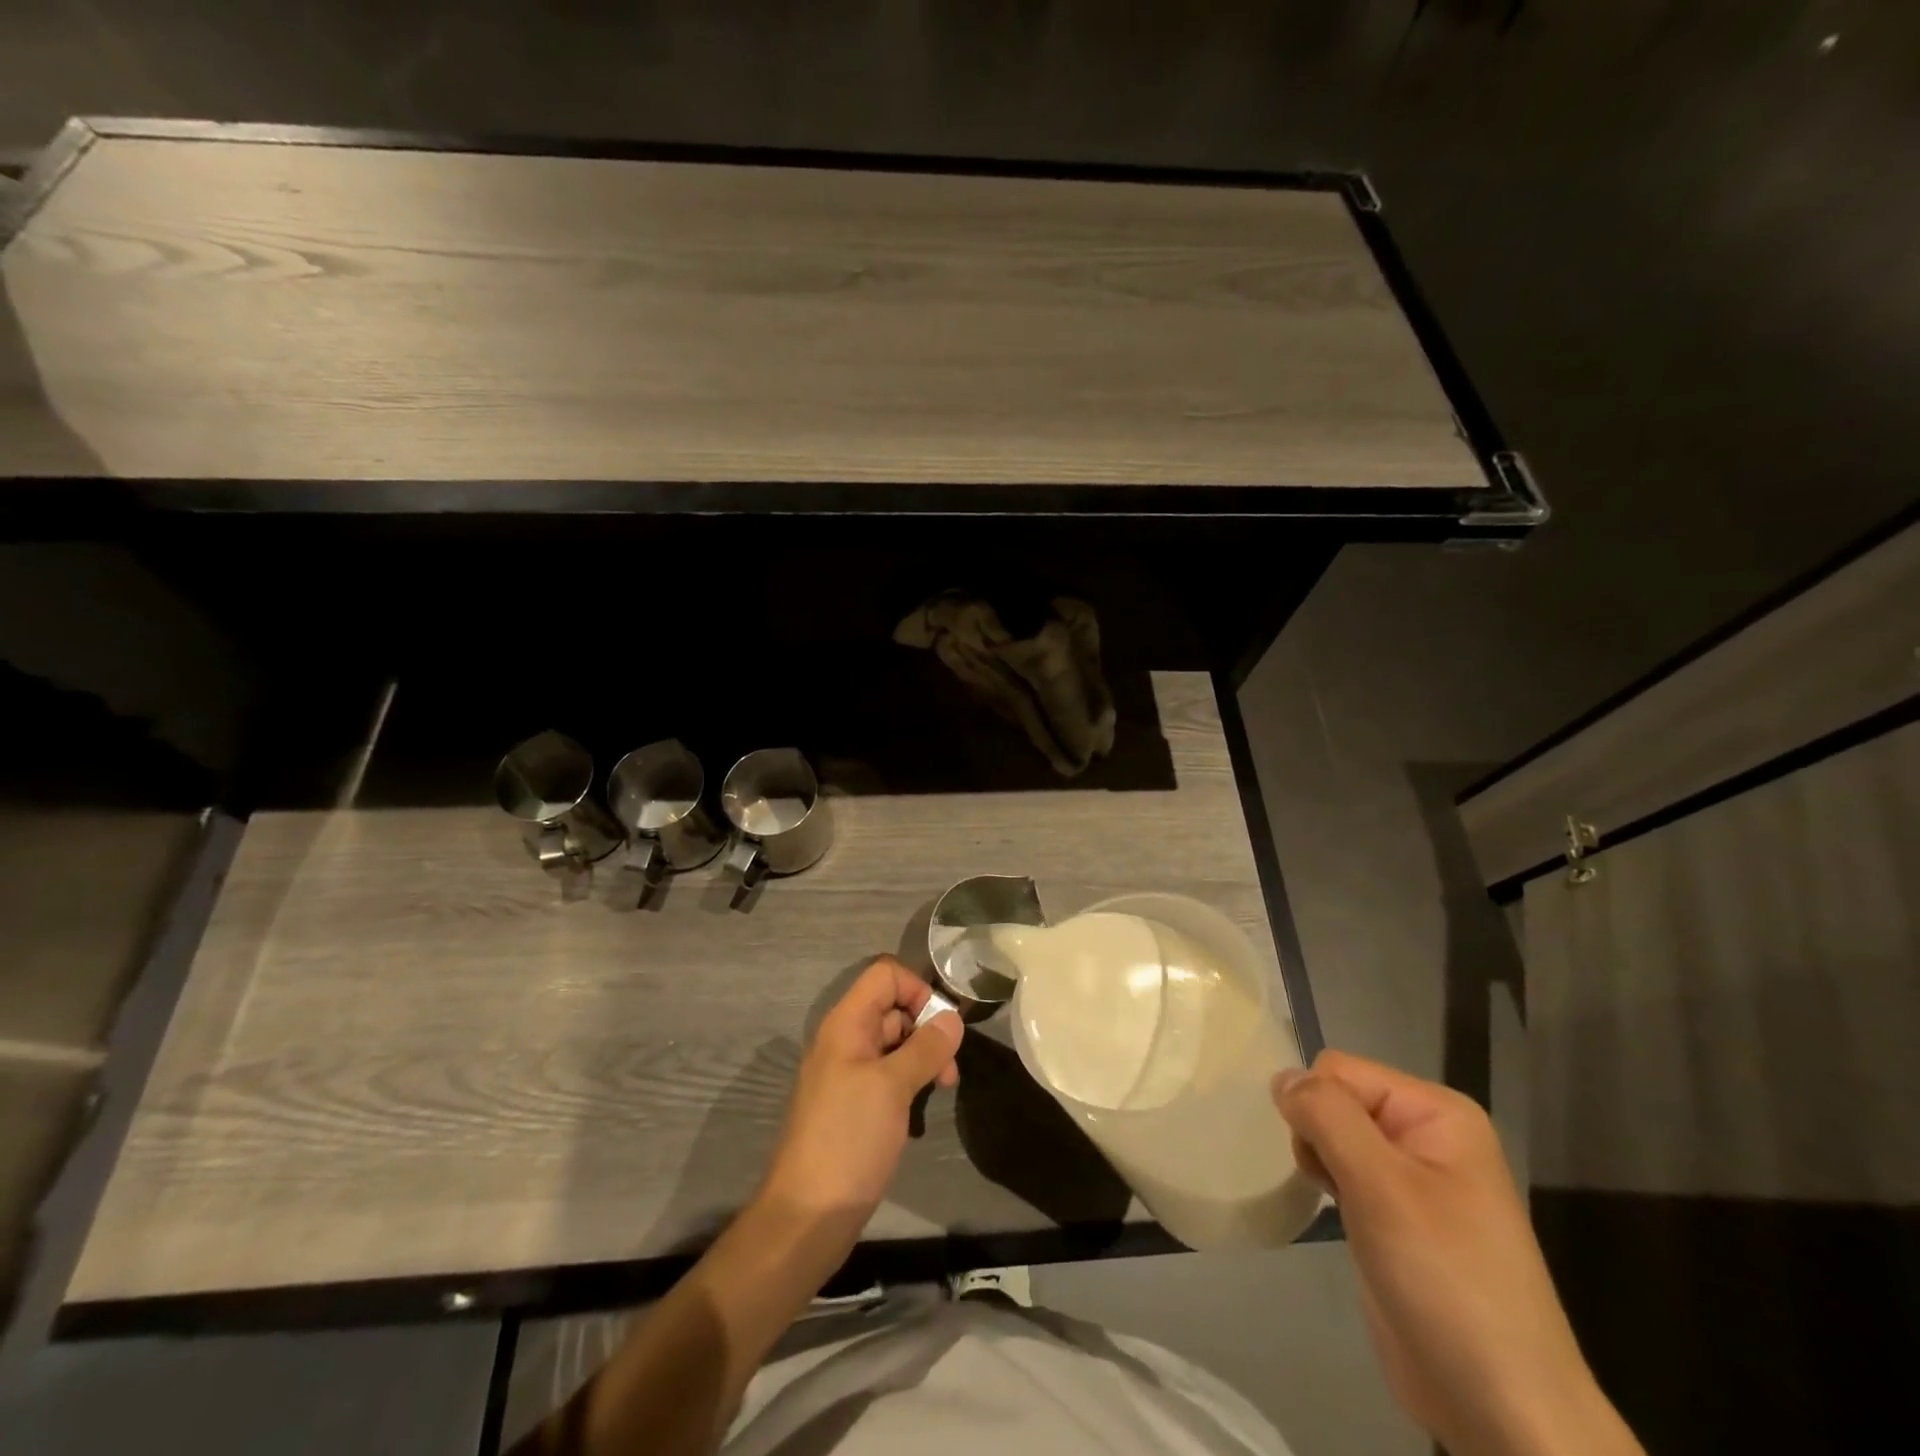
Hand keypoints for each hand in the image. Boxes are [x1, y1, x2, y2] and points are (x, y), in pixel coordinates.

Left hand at [761, 956, 963, 1223]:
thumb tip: (953, 1018)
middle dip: (927, 1029)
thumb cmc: (848, 1140)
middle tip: (949, 1069)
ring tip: (942, 1090)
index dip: (917, 989)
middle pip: (893, 1008)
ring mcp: (848, 1074)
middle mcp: (845, 1041)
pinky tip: (921, 1112)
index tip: (942, 1025)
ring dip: (923, 1059)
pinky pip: (889, 1076)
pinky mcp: (855, 1106)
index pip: (885, 975)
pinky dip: (910, 1084)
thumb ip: (925, 1047)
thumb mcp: (892, 1087)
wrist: (807, 1217)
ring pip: (895, 1044)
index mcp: (846, 1024)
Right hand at [1275, 1052, 1641, 1455]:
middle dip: (1319, 1136)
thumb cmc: (1444, 1281)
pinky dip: (1332, 1187)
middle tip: (1340, 1190)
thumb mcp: (1381, 1185)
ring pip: (1334, 1135)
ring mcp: (1414, 1178)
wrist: (1501, 1410)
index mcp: (1436, 1112)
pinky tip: (1343, 1221)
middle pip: (1336, 1100)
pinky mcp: (1398, 1216)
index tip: (1328, 1163)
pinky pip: (1345, 1172)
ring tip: (1345, 1210)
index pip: (1340, 1070)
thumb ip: (1326, 1115)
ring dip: (1323, 1164)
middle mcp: (1426, 1134)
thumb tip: (1281, 1075)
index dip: (1318, 1107)